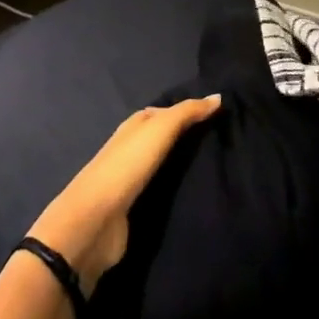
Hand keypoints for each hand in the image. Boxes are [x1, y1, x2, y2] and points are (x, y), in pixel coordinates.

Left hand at [27, 95, 222, 290]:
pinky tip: (195, 191)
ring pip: (162, 165)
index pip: (164, 112)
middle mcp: (130, 149)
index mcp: (133, 127)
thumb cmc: (127, 166)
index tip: (218, 115)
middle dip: (187, 138)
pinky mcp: (134, 209)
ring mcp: (131, 180)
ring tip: (217, 166)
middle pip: (162, 138)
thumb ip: (187, 113)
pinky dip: (176, 188)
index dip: (188, 111)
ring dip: (182, 164)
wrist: (96, 221)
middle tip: (223, 140)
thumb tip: (218, 96)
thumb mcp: (158, 130)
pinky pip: (161, 191)